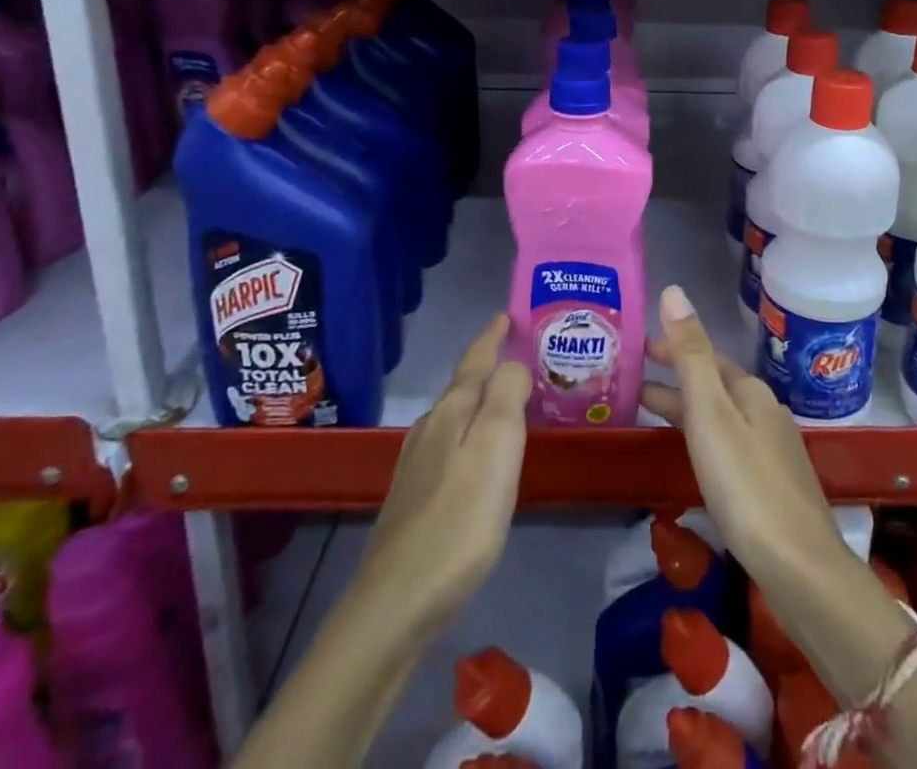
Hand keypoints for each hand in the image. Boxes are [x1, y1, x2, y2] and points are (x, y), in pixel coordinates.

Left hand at [357, 314, 530, 633]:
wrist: (397, 602)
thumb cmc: (459, 519)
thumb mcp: (496, 447)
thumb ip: (506, 395)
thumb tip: (512, 364)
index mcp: (451, 413)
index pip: (474, 361)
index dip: (491, 336)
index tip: (505, 315)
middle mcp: (429, 430)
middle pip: (462, 387)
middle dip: (488, 367)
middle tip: (519, 357)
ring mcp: (416, 466)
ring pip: (453, 418)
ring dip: (478, 402)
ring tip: (504, 403)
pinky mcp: (413, 500)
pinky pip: (448, 446)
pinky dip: (468, 435)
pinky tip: (475, 458)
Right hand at [641, 285, 849, 588]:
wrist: (800, 568)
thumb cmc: (746, 485)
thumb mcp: (711, 414)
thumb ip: (691, 354)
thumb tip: (674, 291)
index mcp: (750, 391)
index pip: (704, 355)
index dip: (671, 347)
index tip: (637, 346)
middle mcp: (764, 411)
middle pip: (713, 383)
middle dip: (675, 375)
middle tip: (632, 374)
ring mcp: (772, 449)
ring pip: (720, 414)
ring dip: (685, 406)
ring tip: (648, 410)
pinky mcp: (772, 484)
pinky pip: (727, 442)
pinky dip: (701, 435)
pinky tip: (692, 455)